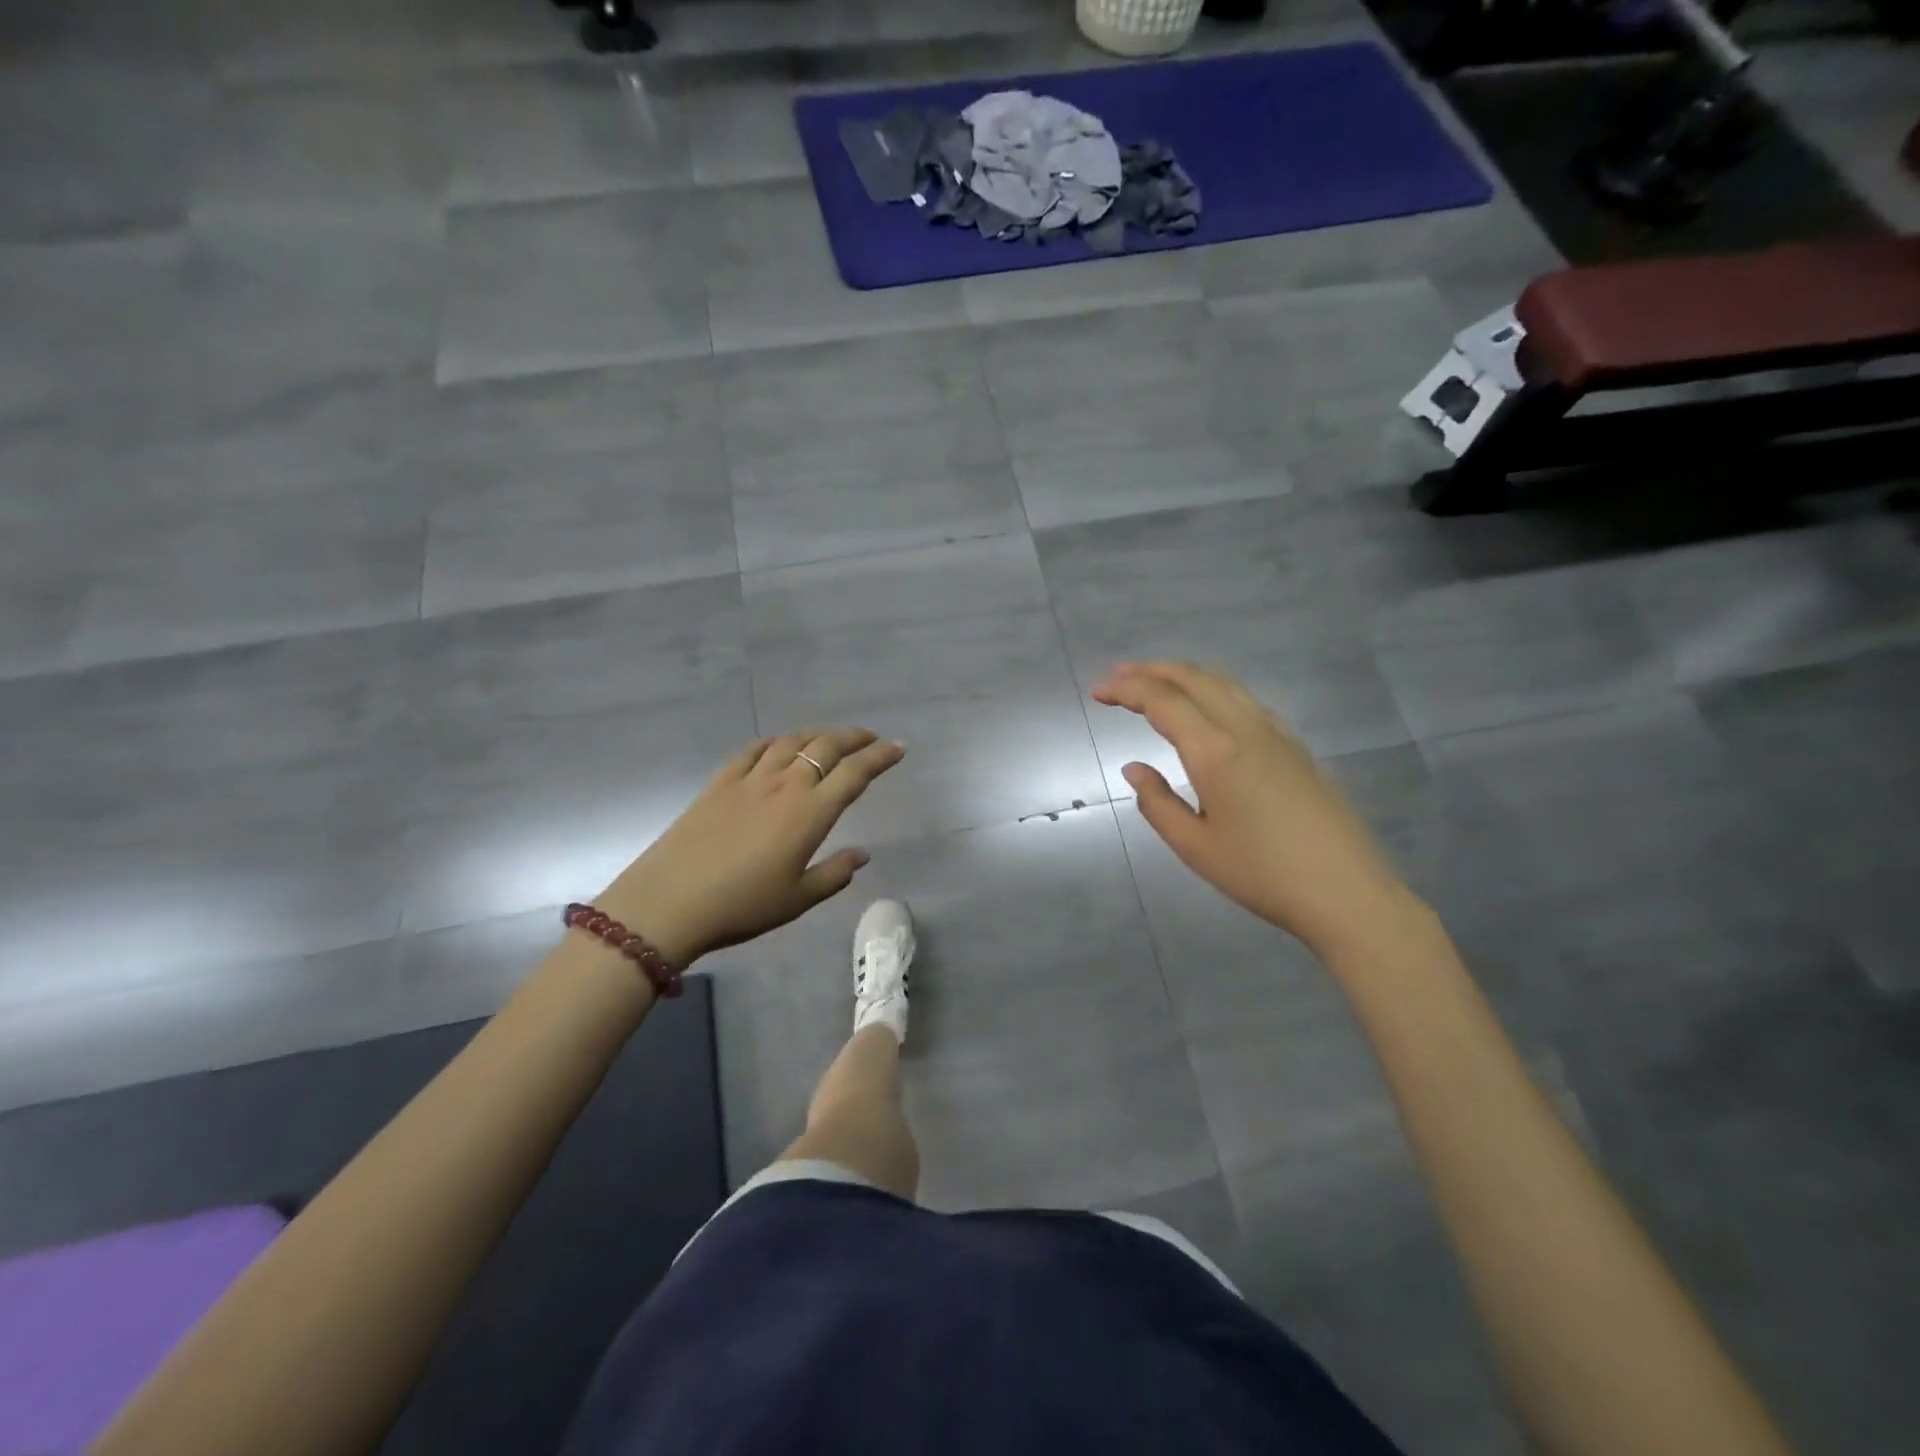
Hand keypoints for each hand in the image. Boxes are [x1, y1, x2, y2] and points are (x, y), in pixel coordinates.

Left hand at [594, 729, 904, 968]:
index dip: (881, 757)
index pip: (855, 773)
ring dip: (817, 734)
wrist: (670, 902)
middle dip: (854, 737)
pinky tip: (778, 746)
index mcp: (810, 813)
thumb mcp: (798, 899)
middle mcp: (785, 785)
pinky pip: (753, 749)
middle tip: (870, 737)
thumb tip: (862, 854)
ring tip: (829, 738)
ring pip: (791, 742)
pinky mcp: (719, 782)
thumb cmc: (742, 906)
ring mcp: (749, 779)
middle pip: (826, 747)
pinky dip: (774, 741)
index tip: (899, 747)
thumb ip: (834, 874)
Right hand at [1091, 662, 1412, 957]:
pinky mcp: (1296, 747)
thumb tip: (1134, 768)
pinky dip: (1213, 690)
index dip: (1126, 690)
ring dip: (1184, 675)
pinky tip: (1205, 708)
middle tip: (1118, 675)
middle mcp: (1246, 729)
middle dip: (1152, 670)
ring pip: (1224, 684)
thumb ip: (1157, 803)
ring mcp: (1277, 734)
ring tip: (1155, 681)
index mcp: (1216, 752)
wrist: (1347, 892)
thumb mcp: (1195, 848)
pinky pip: (1246, 700)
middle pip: (1195, 679)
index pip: (1163, 702)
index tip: (1098, 691)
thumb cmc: (1262, 875)